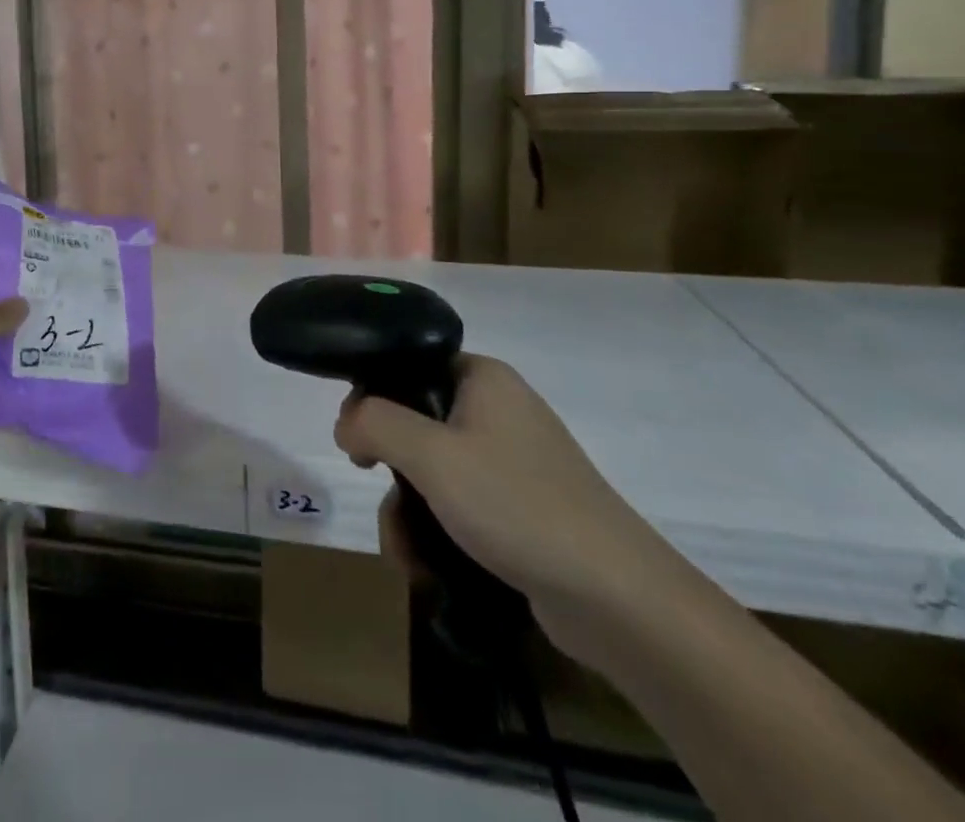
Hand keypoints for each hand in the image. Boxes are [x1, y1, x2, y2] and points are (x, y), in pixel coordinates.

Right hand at [335, 354, 695, 662]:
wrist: (618, 599)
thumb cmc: (517, 506)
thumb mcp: (432, 456)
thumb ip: (375, 423)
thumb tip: (346, 422)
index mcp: (483, 378)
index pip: (408, 365)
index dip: (373, 396)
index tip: (355, 438)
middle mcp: (498, 410)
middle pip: (416, 422)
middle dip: (388, 468)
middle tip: (373, 488)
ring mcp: (513, 462)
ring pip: (433, 471)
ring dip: (407, 510)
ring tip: (406, 554)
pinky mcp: (522, 509)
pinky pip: (460, 504)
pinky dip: (437, 530)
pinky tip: (426, 568)